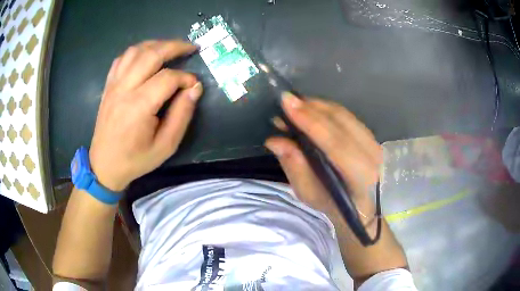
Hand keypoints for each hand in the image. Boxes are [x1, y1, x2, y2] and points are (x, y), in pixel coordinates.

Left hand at [88, 40, 202, 191]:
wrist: (104, 165)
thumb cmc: (136, 159)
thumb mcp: (166, 146)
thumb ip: (182, 115)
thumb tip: (195, 88)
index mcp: (139, 106)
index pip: (168, 78)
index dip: (186, 78)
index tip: (194, 85)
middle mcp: (125, 89)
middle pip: (151, 54)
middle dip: (175, 46)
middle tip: (191, 47)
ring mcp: (114, 85)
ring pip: (135, 51)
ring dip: (156, 44)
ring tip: (170, 47)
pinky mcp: (108, 86)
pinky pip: (121, 58)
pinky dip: (137, 51)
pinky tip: (146, 55)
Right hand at [265, 92, 382, 219]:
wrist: (361, 206)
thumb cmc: (333, 205)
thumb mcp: (309, 194)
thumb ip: (294, 167)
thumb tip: (275, 140)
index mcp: (360, 177)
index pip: (335, 144)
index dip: (311, 122)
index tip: (288, 104)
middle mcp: (373, 155)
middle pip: (341, 123)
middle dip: (312, 108)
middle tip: (286, 100)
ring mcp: (374, 142)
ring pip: (345, 115)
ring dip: (318, 106)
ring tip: (295, 103)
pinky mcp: (370, 135)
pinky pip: (347, 115)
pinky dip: (327, 109)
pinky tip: (312, 108)